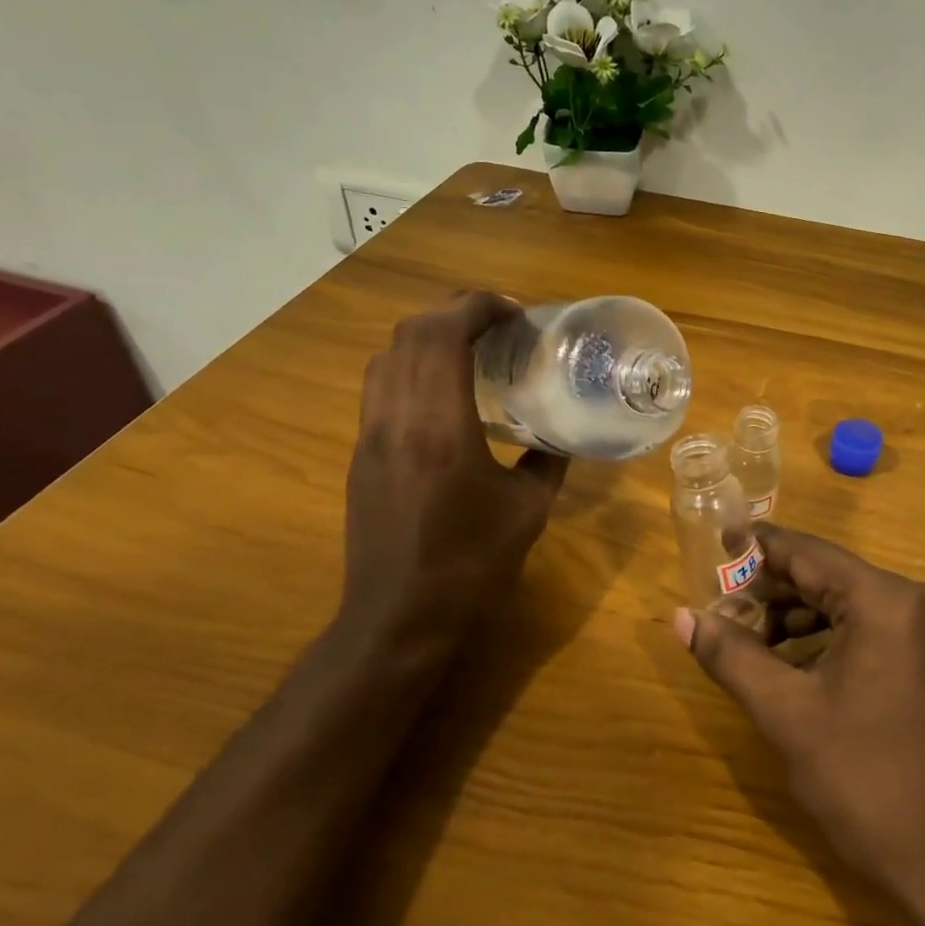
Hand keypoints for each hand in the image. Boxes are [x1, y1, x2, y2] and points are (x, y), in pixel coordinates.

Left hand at [336, 292, 567, 655]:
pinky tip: (442, 390)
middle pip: (410, 333)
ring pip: (386, 356)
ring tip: (469, 346)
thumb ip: (548, 462)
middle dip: (453, 310)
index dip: (478, 307)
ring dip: (426, 335)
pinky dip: (410, 365)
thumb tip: (563, 435)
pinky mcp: (360, 454)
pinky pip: (380, 386)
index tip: (514, 312)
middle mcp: (396, 419)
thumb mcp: (528, 512)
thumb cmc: (471, 566)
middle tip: (497, 320)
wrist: (399, 618)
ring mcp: (370, 435)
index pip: (444, 336)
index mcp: (441, 429)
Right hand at [673, 524, 924, 916]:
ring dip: (789, 616)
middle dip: (766, 589)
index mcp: (883, 599)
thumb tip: (681, 616)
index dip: (752, 549)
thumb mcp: (786, 714)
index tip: (707, 549)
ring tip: (739, 640)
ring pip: (838, 603)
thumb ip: (731, 655)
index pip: (804, 552)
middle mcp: (908, 600)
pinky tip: (782, 664)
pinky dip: (817, 638)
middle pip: (822, 574)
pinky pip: (859, 629)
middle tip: (714, 607)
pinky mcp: (921, 660)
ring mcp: (921, 631)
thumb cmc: (866, 780)